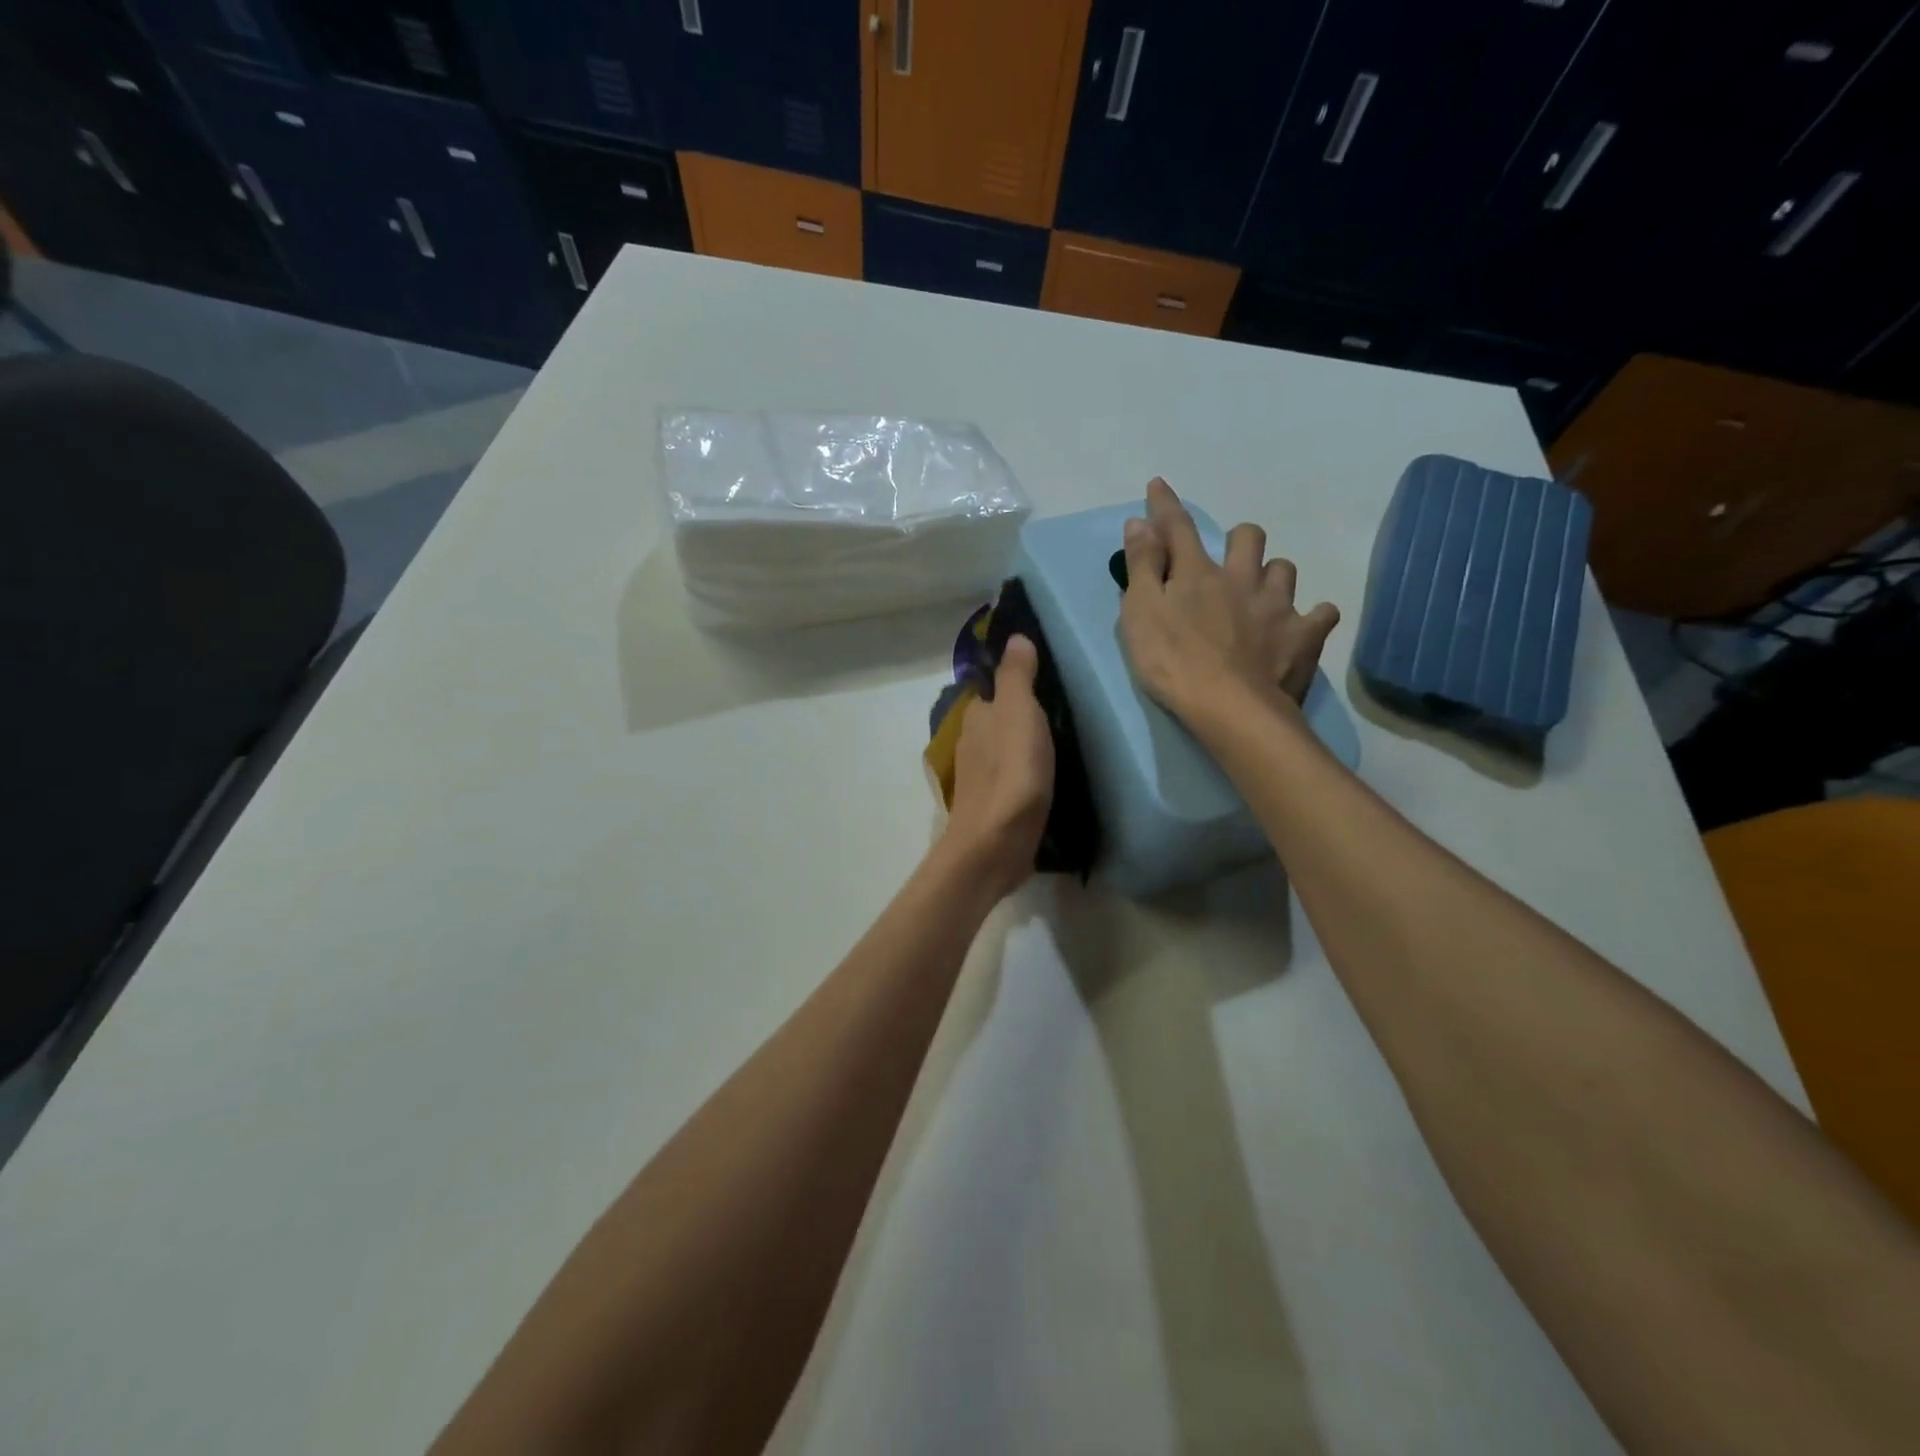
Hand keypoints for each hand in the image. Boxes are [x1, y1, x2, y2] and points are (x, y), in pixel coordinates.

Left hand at [943, 635, 1054, 898]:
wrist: (996, 844)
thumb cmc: (1011, 772)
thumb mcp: (1019, 713)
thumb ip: (1017, 676)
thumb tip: (1014, 637)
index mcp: (976, 717)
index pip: (994, 690)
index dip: (1016, 684)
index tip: (1047, 682)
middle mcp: (972, 743)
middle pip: (999, 721)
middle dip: (1022, 716)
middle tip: (1062, 712)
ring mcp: (980, 777)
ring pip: (1004, 750)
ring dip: (1024, 746)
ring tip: (1061, 745)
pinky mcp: (993, 806)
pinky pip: (1011, 779)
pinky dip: (1025, 774)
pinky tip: (1046, 780)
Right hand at [1119, 476, 1339, 724]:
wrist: (1230, 707)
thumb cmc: (1173, 661)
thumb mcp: (1140, 613)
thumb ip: (1142, 566)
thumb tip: (1140, 522)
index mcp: (1197, 573)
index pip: (1178, 528)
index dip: (1165, 505)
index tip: (1159, 486)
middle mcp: (1242, 578)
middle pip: (1248, 537)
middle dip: (1238, 540)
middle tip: (1228, 562)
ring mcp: (1278, 606)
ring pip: (1285, 569)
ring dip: (1272, 576)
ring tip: (1262, 597)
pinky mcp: (1305, 636)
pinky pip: (1321, 614)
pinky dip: (1312, 617)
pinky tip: (1301, 628)